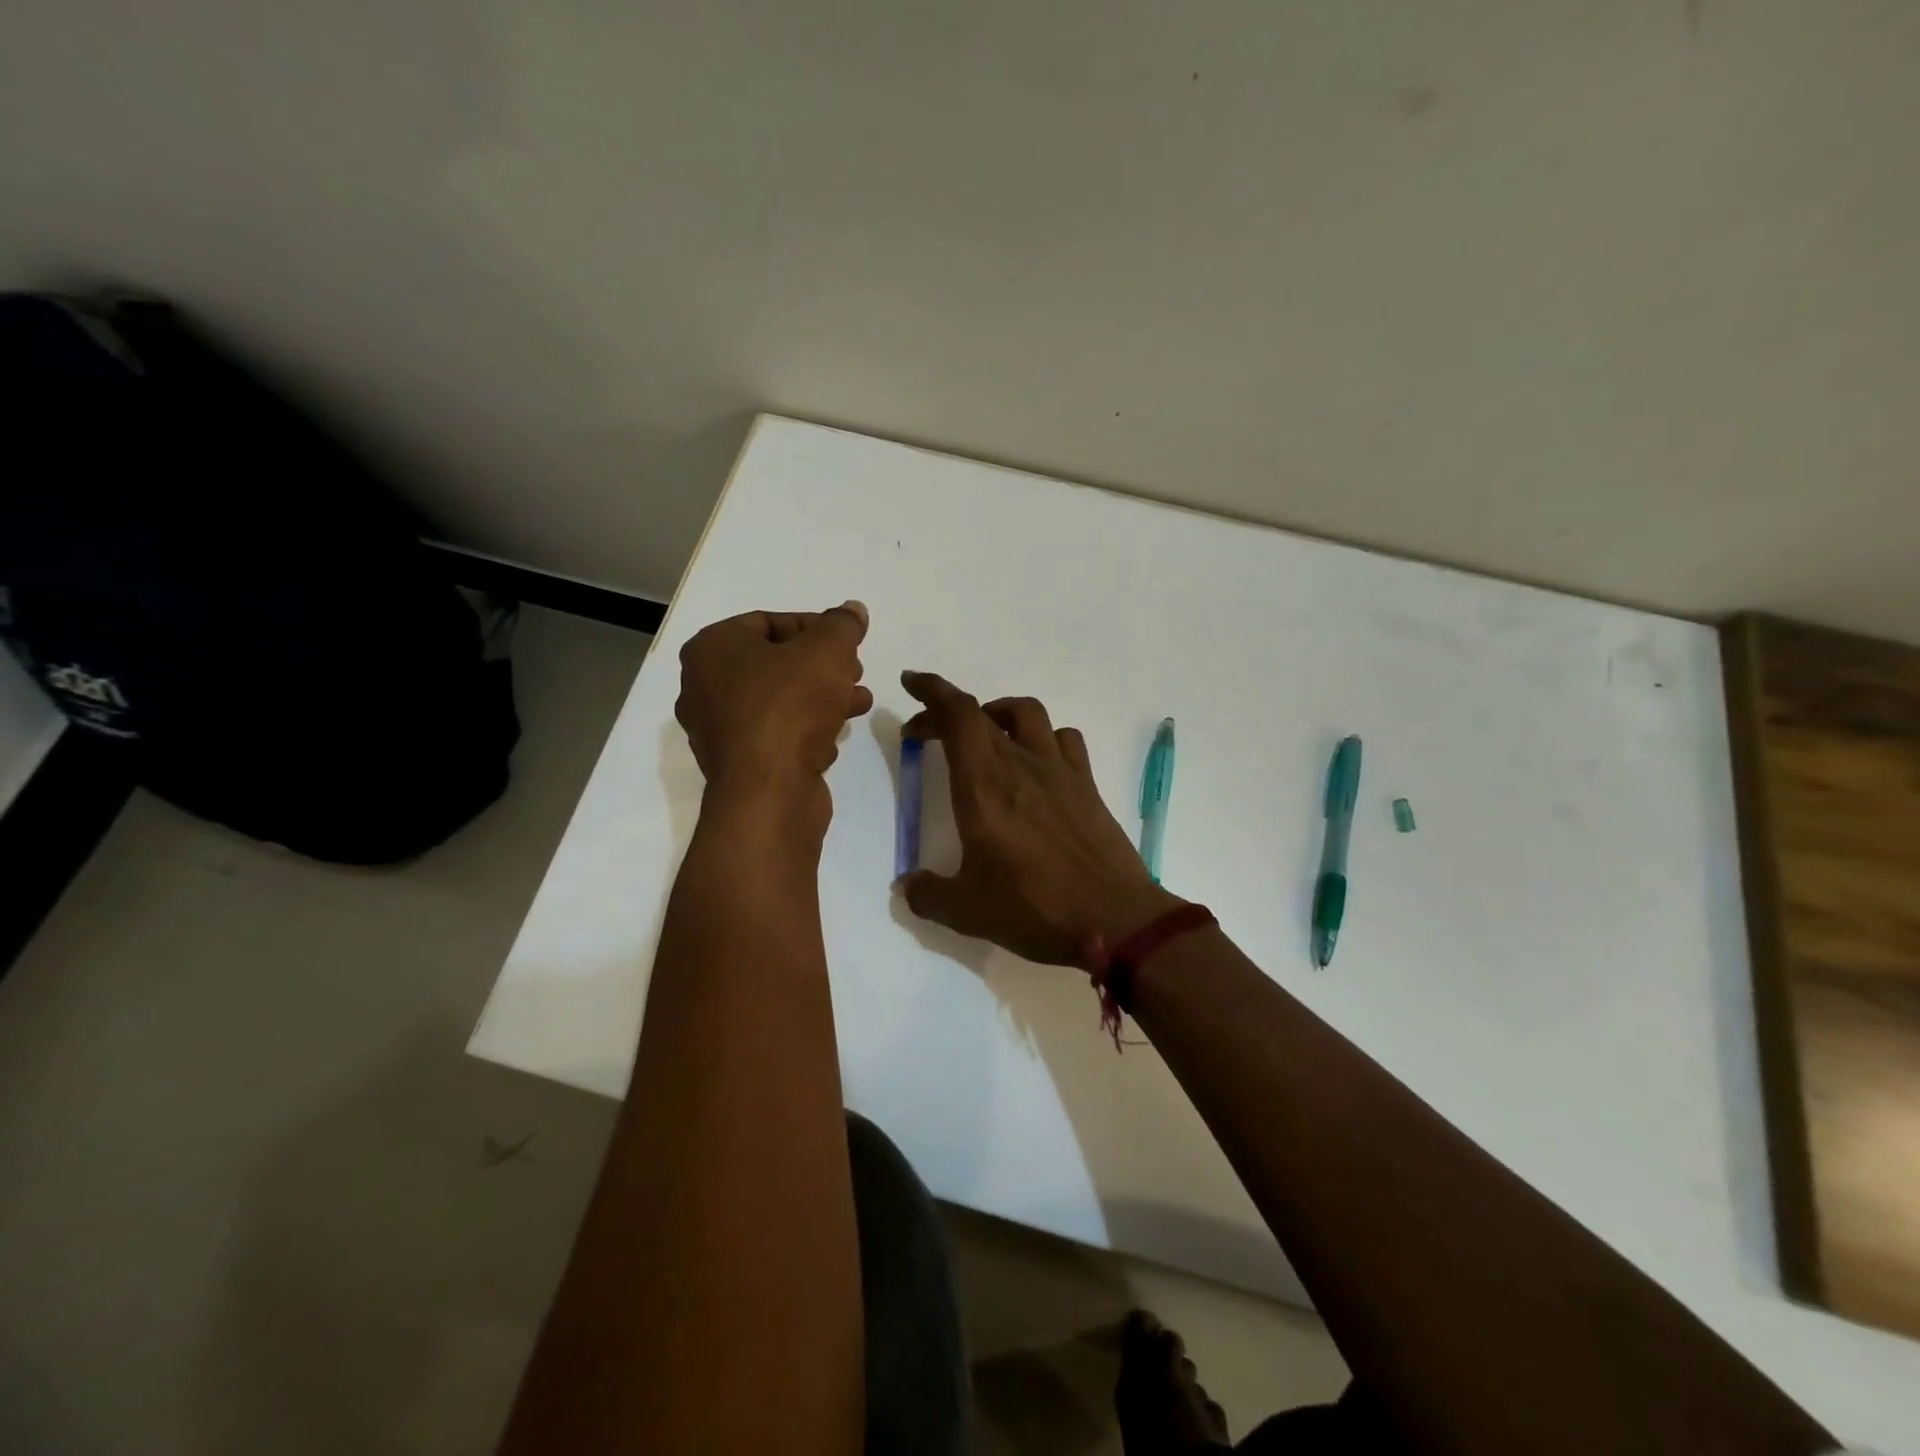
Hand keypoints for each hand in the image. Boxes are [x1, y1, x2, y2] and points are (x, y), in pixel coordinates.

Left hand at [675, 604, 872, 802]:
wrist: (769, 792)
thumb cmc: (790, 707)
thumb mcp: (827, 650)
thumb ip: (842, 625)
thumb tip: (853, 610)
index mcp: (712, 650)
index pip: (768, 622)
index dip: (814, 626)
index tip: (848, 641)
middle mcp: (703, 687)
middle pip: (774, 663)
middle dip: (821, 665)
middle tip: (854, 669)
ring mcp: (718, 730)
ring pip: (778, 701)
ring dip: (821, 697)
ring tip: (859, 701)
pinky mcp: (738, 764)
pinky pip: (775, 734)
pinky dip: (805, 729)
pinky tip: (834, 735)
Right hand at [898, 672, 1180, 965]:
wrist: (1115, 920)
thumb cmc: (1034, 909)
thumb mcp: (965, 911)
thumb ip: (927, 894)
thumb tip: (908, 885)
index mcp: (983, 785)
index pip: (957, 714)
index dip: (932, 689)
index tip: (911, 682)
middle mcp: (1021, 764)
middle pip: (982, 712)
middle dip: (946, 710)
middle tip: (926, 731)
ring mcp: (1060, 771)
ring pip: (1028, 713)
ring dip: (997, 713)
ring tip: (984, 736)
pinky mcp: (1087, 786)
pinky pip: (1064, 739)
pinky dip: (1043, 737)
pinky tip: (1037, 763)